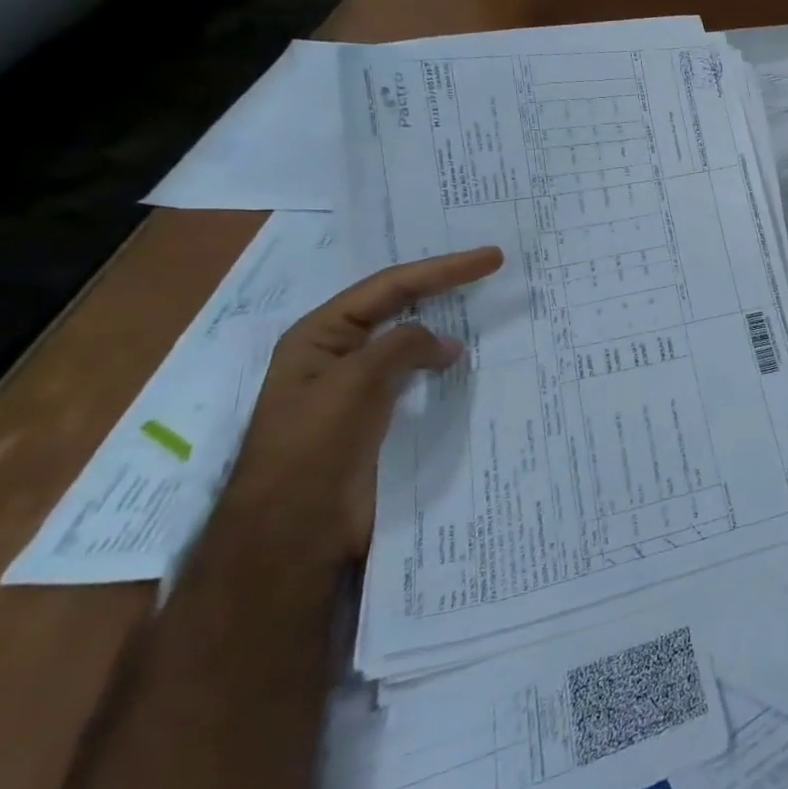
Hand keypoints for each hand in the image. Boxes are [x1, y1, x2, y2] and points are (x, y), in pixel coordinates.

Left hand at [235, 246, 503, 558]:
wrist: (294, 530)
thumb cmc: (313, 445)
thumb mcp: (354, 381)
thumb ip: (402, 346)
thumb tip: (448, 344)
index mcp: (321, 335)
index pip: (390, 287)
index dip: (443, 269)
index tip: (491, 258)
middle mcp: (341, 353)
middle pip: (401, 306)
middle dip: (445, 286)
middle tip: (492, 270)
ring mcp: (362, 386)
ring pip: (413, 342)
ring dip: (449, 325)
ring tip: (489, 312)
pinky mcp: (381, 417)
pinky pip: (420, 377)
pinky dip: (447, 364)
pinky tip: (471, 363)